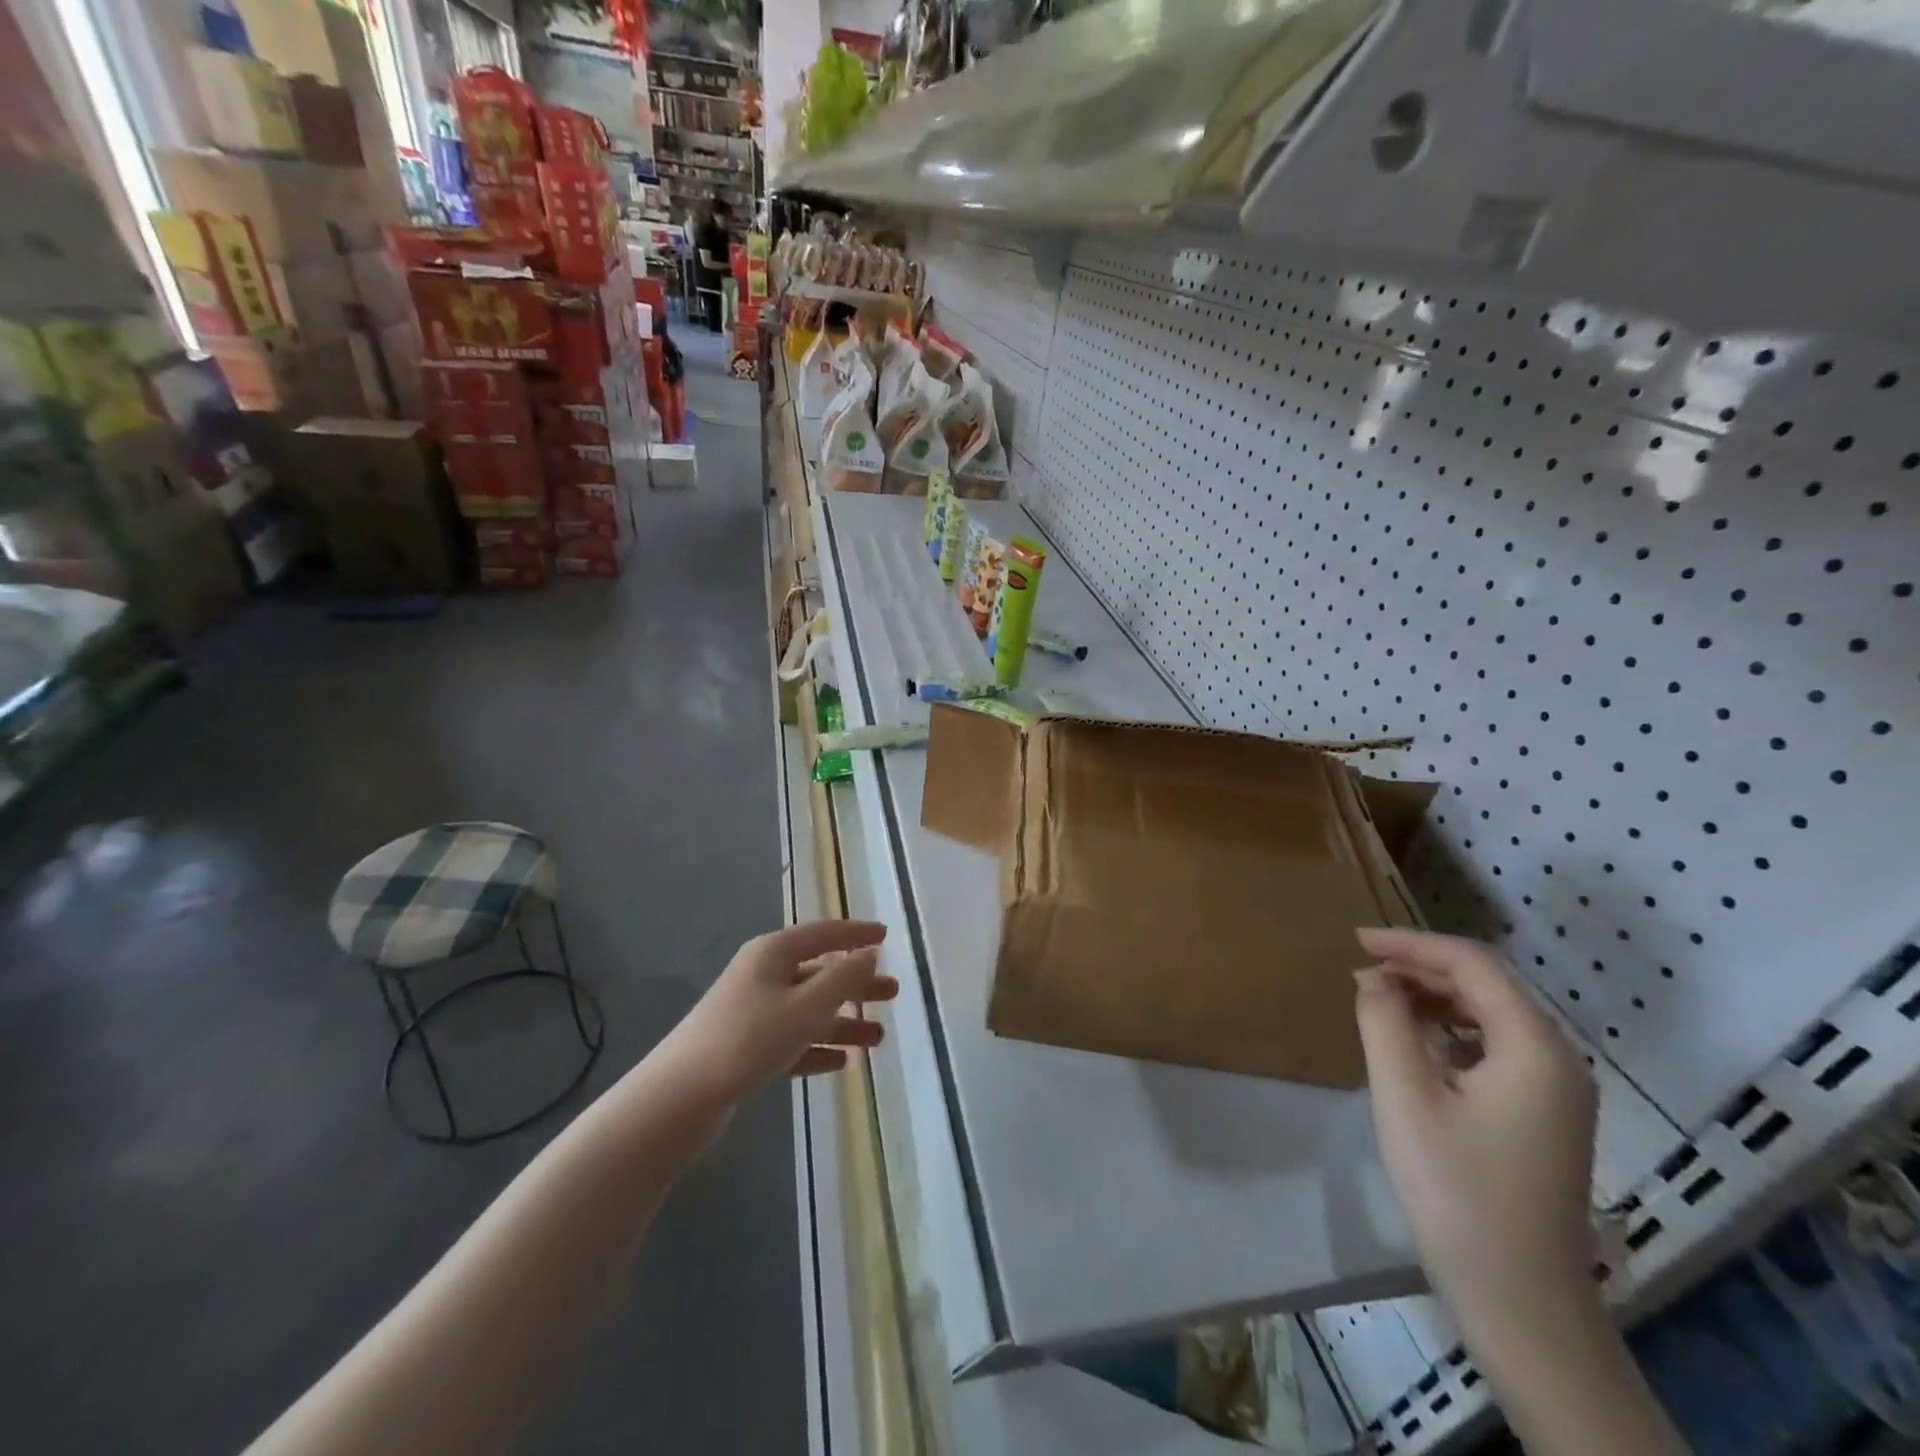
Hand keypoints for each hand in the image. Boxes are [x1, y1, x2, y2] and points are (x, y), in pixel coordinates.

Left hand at [664, 920, 896, 1105]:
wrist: (678, 1098)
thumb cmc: (749, 1039)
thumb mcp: (806, 1006)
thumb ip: (844, 978)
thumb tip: (871, 952)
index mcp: (774, 953)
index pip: (824, 933)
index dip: (857, 933)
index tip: (886, 935)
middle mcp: (763, 975)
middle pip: (820, 972)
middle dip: (857, 983)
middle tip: (893, 992)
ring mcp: (752, 1012)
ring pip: (809, 1010)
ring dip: (843, 1022)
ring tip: (878, 1038)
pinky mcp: (745, 1047)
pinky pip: (792, 1040)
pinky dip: (817, 1048)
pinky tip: (842, 1063)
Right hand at [1353, 928, 1598, 1331]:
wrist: (1521, 1299)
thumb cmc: (1457, 1191)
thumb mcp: (1404, 1096)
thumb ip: (1384, 1022)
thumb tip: (1373, 978)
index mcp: (1535, 1047)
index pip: (1473, 964)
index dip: (1411, 943)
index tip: (1356, 940)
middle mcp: (1559, 1057)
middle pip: (1487, 984)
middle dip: (1422, 965)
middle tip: (1362, 966)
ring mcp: (1558, 1089)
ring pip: (1492, 1013)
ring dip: (1435, 995)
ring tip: (1379, 995)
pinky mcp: (1545, 1113)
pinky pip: (1497, 1046)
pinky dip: (1452, 1028)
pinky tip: (1415, 1040)